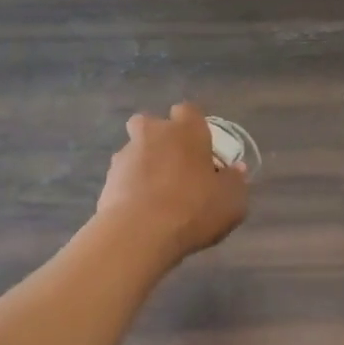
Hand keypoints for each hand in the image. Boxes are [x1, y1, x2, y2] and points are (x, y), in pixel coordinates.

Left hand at [96, 103, 249, 263]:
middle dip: (159, 137)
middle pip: (151, 123)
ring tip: (157, 195)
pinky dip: (131, 187)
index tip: (202, 147)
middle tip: (174, 165)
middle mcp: (153, 134)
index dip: (194, 126)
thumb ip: (236, 182)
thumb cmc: (194, 209)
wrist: (139, 233)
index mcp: (186, 131)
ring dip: (144, 164)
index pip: (189, 111)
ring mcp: (126, 155)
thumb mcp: (232, 201)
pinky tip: (142, 210)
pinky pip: (123, 176)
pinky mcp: (107, 180)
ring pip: (134, 150)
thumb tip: (236, 170)